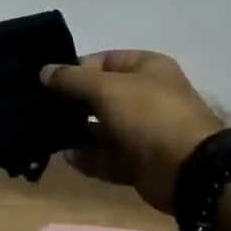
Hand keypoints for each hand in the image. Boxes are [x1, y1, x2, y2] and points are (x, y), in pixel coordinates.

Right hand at [41, 50, 224, 212]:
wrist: (189, 170)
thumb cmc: (149, 114)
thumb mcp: (106, 88)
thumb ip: (72, 79)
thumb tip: (44, 70)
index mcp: (147, 68)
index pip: (104, 61)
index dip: (76, 68)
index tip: (48, 81)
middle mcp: (147, 97)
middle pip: (102, 96)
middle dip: (73, 103)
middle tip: (42, 109)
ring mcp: (145, 132)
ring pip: (103, 129)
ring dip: (77, 132)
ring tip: (49, 134)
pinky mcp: (141, 163)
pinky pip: (109, 157)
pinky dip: (89, 158)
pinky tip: (68, 157)